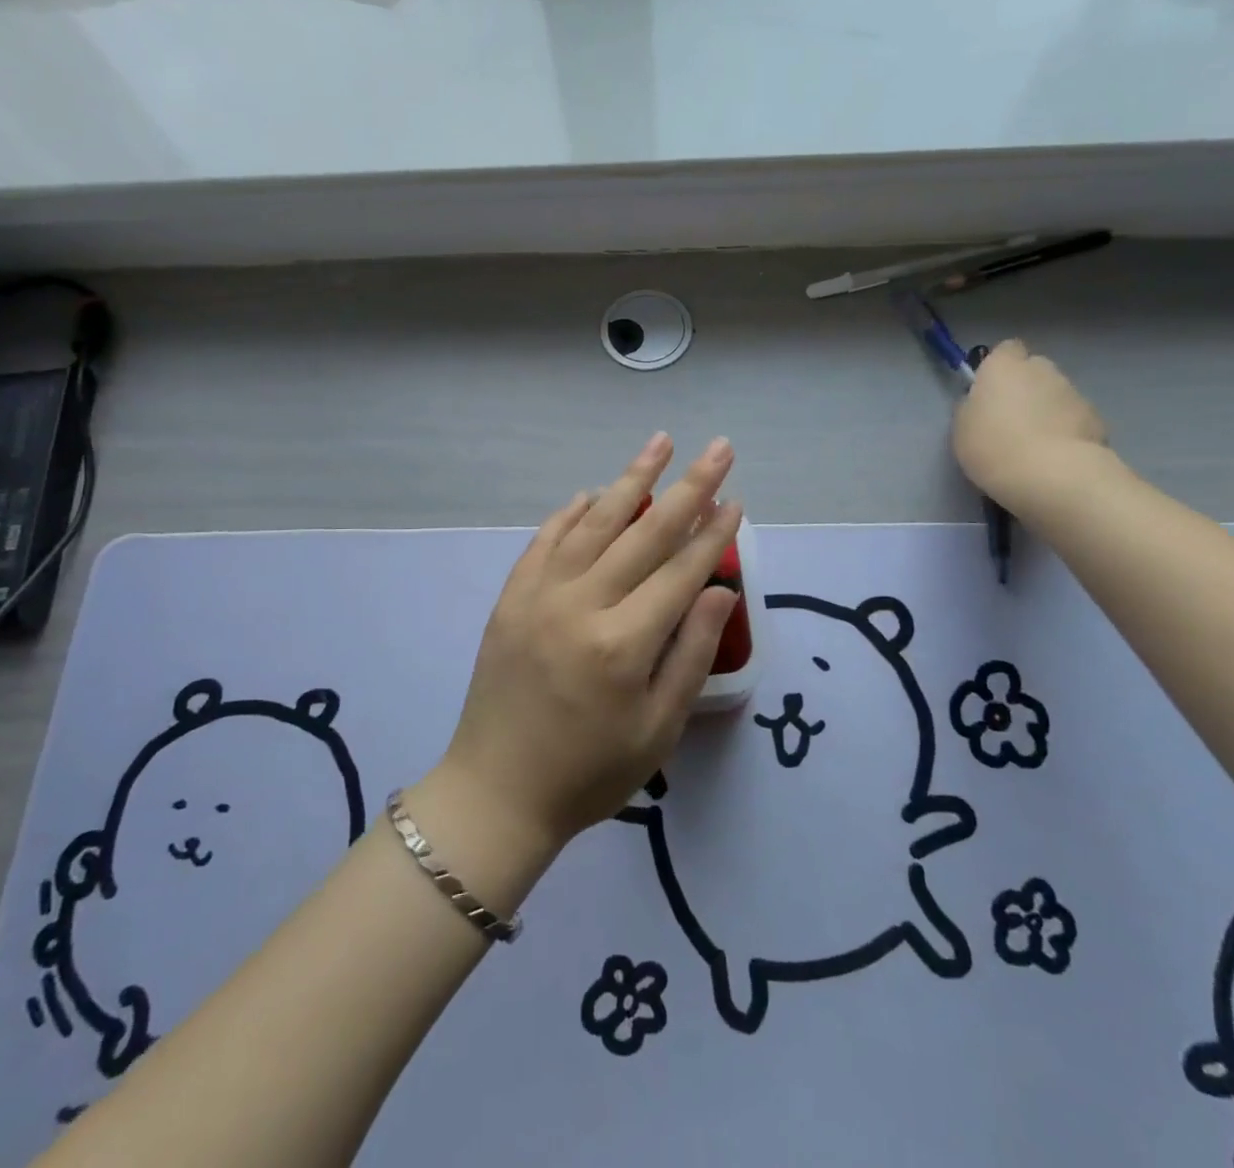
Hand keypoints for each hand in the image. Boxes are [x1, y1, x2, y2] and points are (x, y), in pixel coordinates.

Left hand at [439, 434, 742, 850]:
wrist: (496, 791)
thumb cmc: (589, 772)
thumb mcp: (657, 729)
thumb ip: (690, 654)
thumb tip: (719, 589)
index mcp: (623, 643)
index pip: (681, 571)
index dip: (714, 534)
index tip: (736, 500)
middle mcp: (582, 605)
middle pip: (645, 533)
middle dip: (689, 488)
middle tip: (719, 448)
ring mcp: (540, 595)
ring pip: (594, 523)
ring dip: (631, 479)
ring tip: (660, 442)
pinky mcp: (511, 598)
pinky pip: (545, 541)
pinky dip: (571, 513)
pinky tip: (592, 493)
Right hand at [954, 340, 1110, 511]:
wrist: (1050, 475)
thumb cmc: (992, 445)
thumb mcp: (962, 426)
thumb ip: (974, 406)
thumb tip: (985, 403)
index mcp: (1004, 366)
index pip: (1006, 350)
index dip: (999, 367)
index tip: (990, 391)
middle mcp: (1042, 369)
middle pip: (1035, 370)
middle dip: (1026, 388)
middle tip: (1011, 420)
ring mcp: (1074, 392)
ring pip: (1057, 395)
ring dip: (1047, 411)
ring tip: (1034, 445)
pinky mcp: (1097, 419)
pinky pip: (1075, 419)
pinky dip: (1067, 431)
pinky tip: (1055, 457)